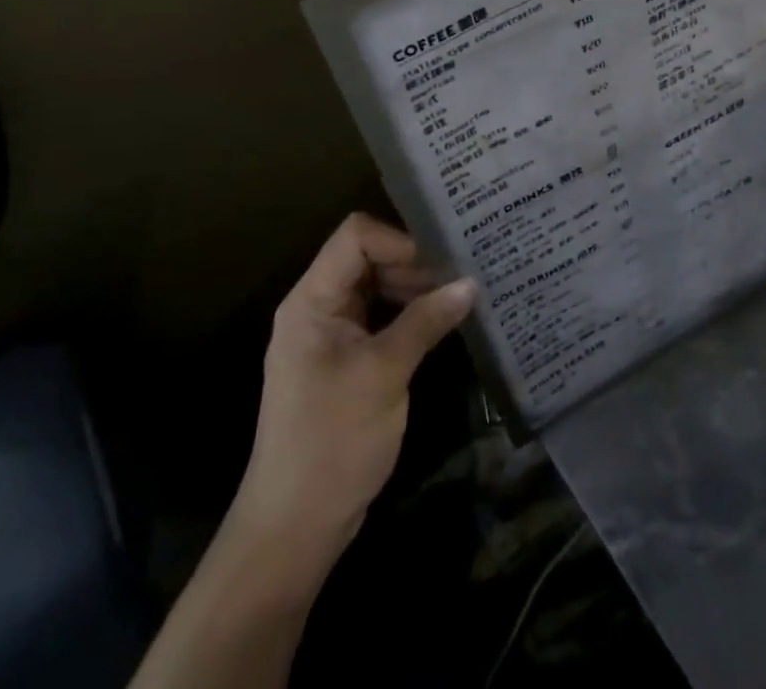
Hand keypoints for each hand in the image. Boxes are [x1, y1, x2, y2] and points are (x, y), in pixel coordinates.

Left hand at [230, 213, 475, 577]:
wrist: (293, 529)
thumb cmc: (332, 442)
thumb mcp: (384, 375)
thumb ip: (425, 323)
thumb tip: (471, 284)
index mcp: (312, 300)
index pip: (356, 237)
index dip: (399, 240)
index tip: (441, 263)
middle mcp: (318, 307)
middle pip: (368, 258)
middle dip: (414, 264)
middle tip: (461, 278)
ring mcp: (331, 336)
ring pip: (376, 288)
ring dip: (415, 290)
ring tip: (460, 298)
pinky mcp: (345, 361)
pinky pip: (379, 319)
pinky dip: (409, 316)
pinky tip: (442, 324)